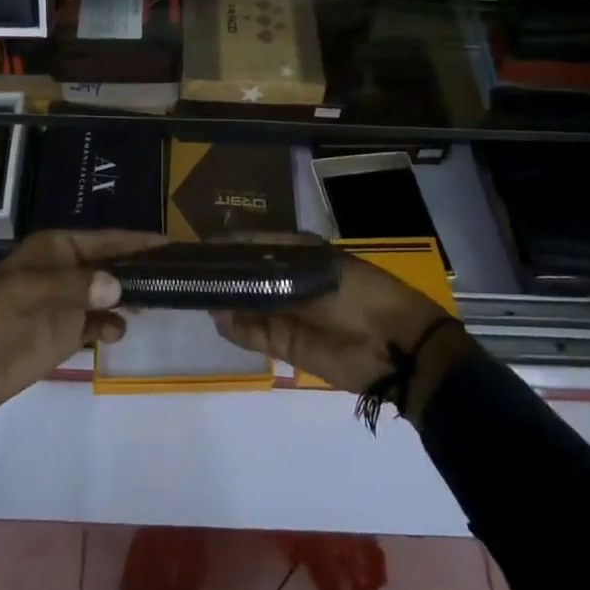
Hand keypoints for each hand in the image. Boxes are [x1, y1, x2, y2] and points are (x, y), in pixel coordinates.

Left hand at [0, 230, 165, 416]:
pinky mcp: (61, 337)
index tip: (171, 244)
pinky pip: (96, 326)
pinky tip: (117, 332)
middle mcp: (65, 272)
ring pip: (107, 296)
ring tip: (154, 305)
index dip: (137, 242)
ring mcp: (64, 305)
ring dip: (127, 300)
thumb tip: (119, 285)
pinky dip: (109, 327)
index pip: (106, 240)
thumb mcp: (32, 292)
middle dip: (138, 270)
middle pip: (111, 266)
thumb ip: (78, 287)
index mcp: (56, 250)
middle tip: (176, 278)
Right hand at [211, 241, 474, 426]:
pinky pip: (254, 334)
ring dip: (225, 300)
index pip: (259, 245)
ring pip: (247, 304)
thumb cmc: (362, 294)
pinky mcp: (287, 345)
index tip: (205, 242)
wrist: (396, 348)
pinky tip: (217, 317)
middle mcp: (291, 283)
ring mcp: (287, 314)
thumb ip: (278, 267)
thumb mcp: (322, 268)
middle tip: (192, 269)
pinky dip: (235, 328)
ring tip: (198, 291)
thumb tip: (239, 261)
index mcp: (303, 256)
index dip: (234, 244)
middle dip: (225, 272)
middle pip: (249, 275)